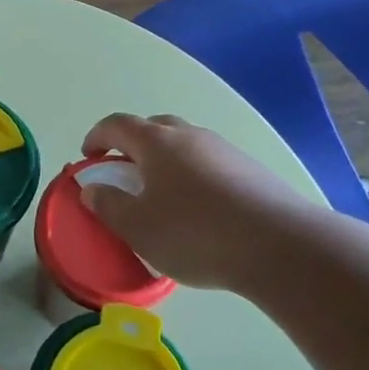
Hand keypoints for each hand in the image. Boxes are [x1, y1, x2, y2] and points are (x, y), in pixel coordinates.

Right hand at [79, 113, 320, 289]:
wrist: (279, 245)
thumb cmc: (195, 233)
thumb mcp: (138, 228)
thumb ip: (109, 206)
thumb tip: (92, 189)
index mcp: (156, 142)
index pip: (117, 124)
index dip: (97, 137)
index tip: (89, 158)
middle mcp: (189, 135)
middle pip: (153, 128)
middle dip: (133, 146)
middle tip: (125, 174)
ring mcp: (224, 150)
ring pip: (185, 146)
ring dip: (167, 162)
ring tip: (164, 197)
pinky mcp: (251, 170)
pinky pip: (210, 165)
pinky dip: (195, 177)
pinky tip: (201, 211)